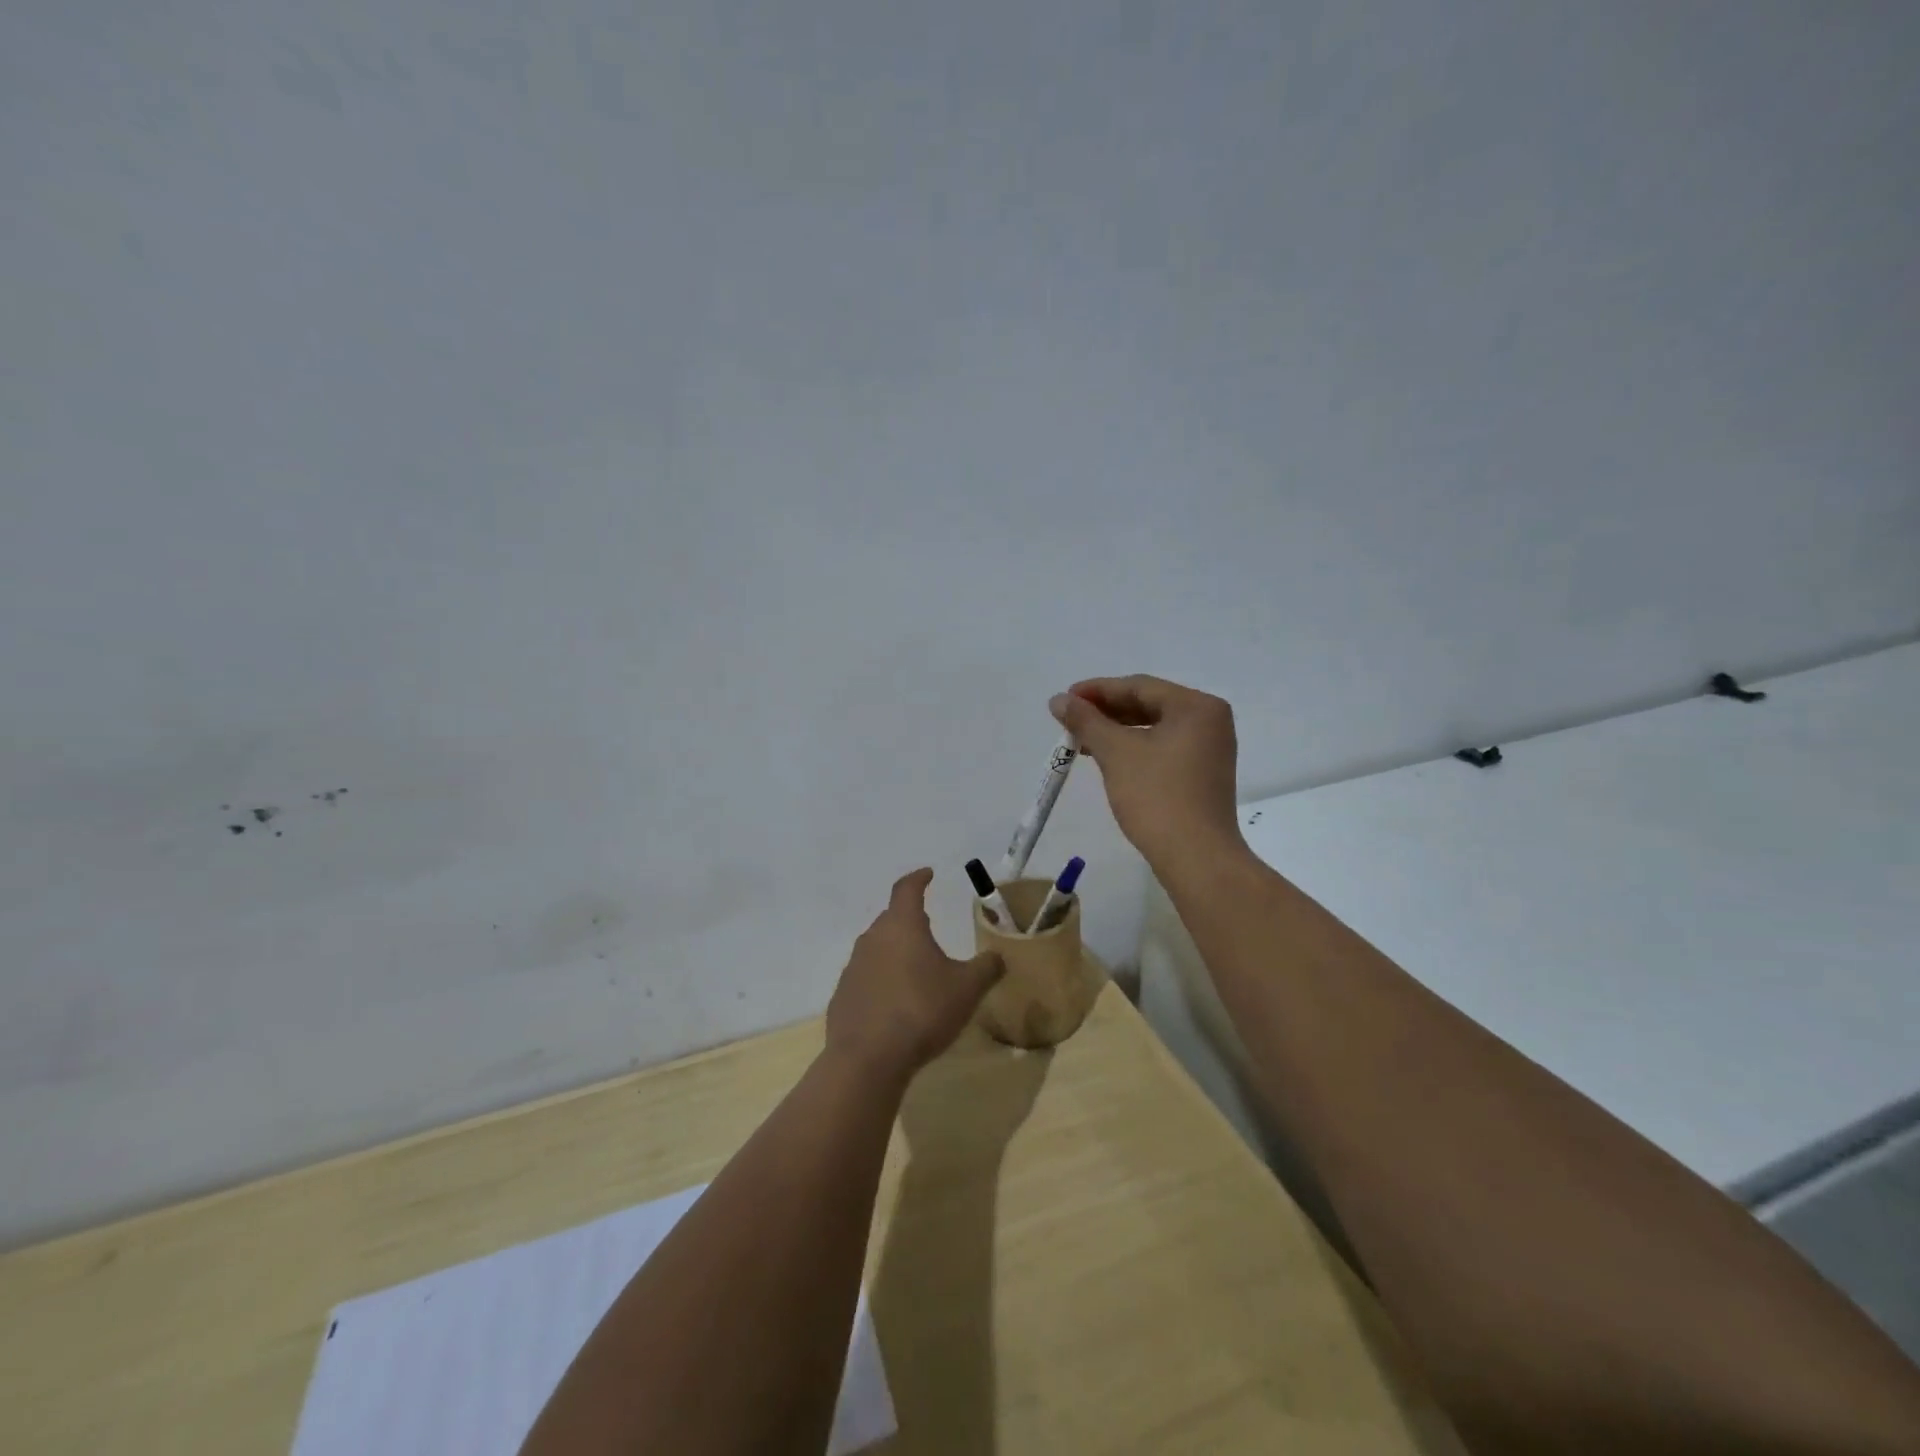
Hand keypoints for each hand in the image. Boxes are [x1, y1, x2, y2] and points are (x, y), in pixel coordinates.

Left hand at [826, 869, 1004, 1084]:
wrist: (867, 1059)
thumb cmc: (922, 1011)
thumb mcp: (967, 989)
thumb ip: (986, 968)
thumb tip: (998, 957)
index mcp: (902, 926)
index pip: (907, 889)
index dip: (919, 879)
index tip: (928, 874)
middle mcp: (873, 938)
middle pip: (891, 918)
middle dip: (909, 919)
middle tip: (928, 926)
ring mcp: (853, 967)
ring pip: (877, 948)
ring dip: (895, 951)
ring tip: (914, 967)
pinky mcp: (843, 996)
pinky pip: (866, 978)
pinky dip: (881, 980)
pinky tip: (894, 1003)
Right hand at [1050, 675, 1243, 866]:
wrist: (1196, 857)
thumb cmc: (1157, 796)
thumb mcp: (1116, 753)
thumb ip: (1086, 721)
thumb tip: (1058, 699)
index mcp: (1196, 706)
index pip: (1139, 686)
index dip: (1097, 690)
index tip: (1064, 699)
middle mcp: (1209, 721)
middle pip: (1148, 705)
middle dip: (1106, 712)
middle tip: (1069, 719)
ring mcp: (1209, 750)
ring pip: (1154, 728)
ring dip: (1117, 732)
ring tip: (1081, 740)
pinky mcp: (1202, 775)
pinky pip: (1162, 748)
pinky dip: (1133, 749)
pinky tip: (1107, 758)